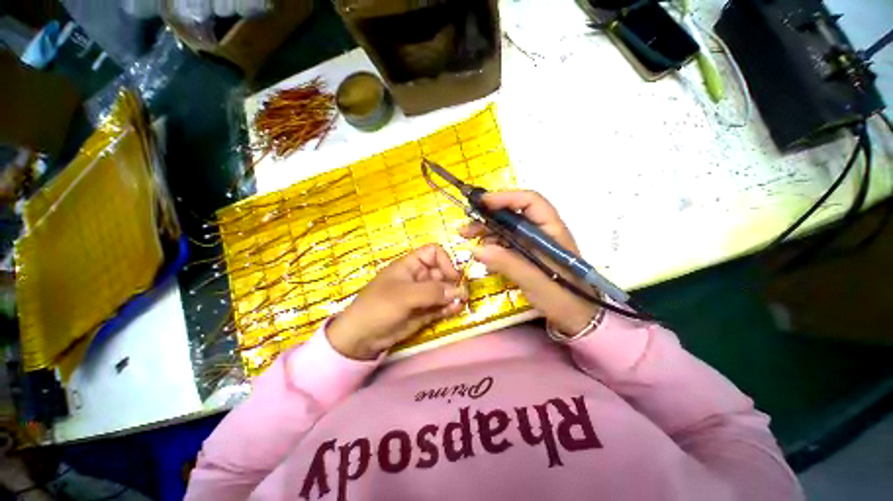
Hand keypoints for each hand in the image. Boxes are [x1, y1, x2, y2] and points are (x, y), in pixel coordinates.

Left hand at [327, 244, 466, 359]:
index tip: (453, 276)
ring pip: (444, 290)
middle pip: (443, 272)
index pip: (433, 253)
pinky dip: (449, 307)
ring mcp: (422, 295)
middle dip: (453, 281)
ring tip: (461, 302)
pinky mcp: (424, 311)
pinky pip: (441, 306)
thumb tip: (458, 291)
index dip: (445, 261)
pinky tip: (455, 310)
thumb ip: (431, 292)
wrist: (361, 337)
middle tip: (462, 294)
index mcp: (410, 265)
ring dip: (454, 295)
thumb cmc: (378, 307)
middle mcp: (419, 277)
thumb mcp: (404, 296)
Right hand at [459, 190, 600, 336]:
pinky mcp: (526, 255)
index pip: (530, 202)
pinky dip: (491, 245)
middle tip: (467, 227)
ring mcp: (532, 244)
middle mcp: (541, 232)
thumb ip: (508, 264)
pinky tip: (480, 252)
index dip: (505, 199)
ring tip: (467, 236)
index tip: (481, 204)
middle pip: (513, 214)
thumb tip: (477, 250)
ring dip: (486, 230)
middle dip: (488, 216)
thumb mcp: (535, 281)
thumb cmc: (563, 298)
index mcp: (551, 230)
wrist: (576, 318)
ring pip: (506, 228)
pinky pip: (506, 243)